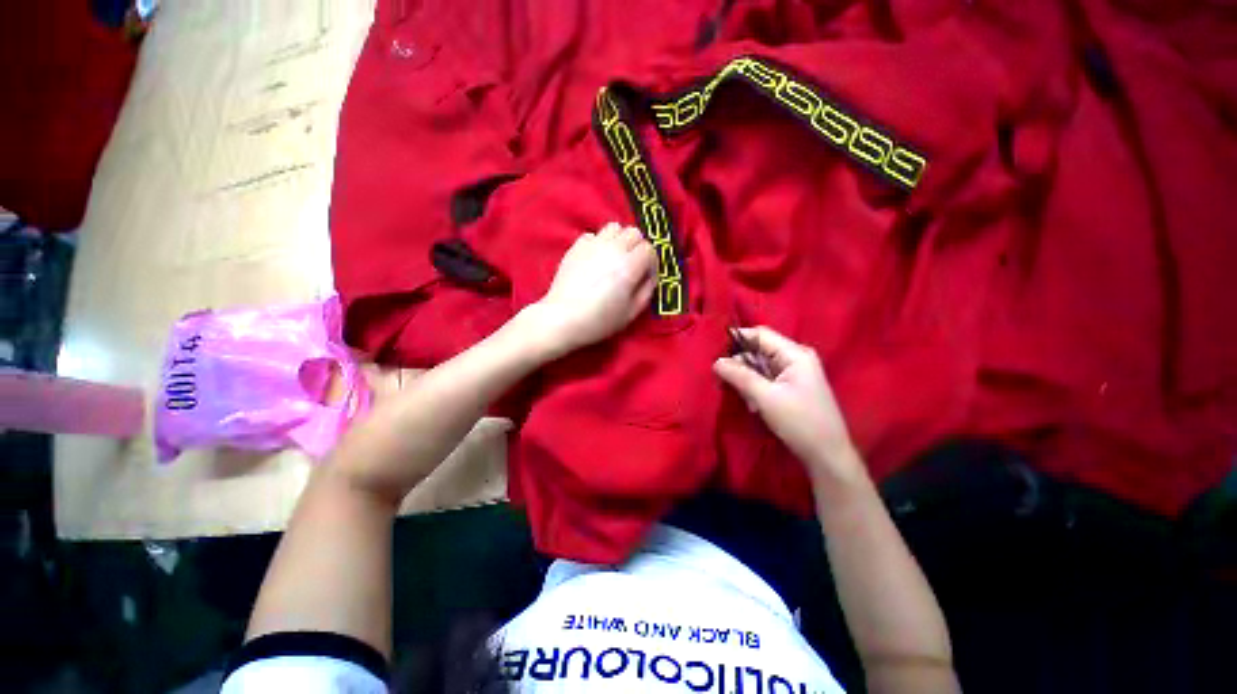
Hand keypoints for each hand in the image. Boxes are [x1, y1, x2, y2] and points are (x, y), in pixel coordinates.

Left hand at [528, 222, 655, 356]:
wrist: (563, 318)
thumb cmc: (599, 320)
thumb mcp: (631, 313)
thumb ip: (646, 291)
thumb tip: (650, 277)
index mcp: (629, 267)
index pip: (649, 250)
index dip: (651, 263)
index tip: (646, 276)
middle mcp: (613, 250)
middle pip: (634, 233)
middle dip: (638, 248)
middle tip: (633, 266)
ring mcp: (593, 245)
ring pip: (614, 227)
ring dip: (619, 240)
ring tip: (615, 258)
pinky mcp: (576, 247)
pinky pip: (593, 235)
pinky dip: (599, 243)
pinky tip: (596, 259)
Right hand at [713, 326, 864, 486]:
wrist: (827, 456)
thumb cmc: (800, 423)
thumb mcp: (766, 398)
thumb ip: (740, 376)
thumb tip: (716, 361)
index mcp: (795, 354)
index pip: (760, 335)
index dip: (737, 340)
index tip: (716, 353)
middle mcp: (795, 358)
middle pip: (758, 350)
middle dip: (740, 365)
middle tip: (725, 383)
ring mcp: (794, 373)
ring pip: (759, 366)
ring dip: (747, 380)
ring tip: (747, 401)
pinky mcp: (791, 387)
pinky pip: (766, 379)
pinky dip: (755, 389)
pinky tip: (754, 406)